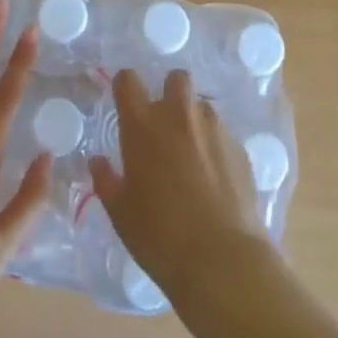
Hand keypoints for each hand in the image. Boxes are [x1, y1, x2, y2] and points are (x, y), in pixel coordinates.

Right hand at [90, 68, 271, 303]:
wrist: (222, 259)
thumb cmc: (159, 235)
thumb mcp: (121, 212)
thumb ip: (106, 180)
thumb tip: (98, 161)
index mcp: (143, 125)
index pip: (128, 80)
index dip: (125, 86)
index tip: (125, 101)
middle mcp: (179, 115)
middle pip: (176, 78)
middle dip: (169, 92)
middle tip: (164, 125)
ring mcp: (213, 128)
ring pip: (202, 106)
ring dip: (194, 120)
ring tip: (191, 155)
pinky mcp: (239, 148)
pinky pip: (223, 134)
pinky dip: (215, 146)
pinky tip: (214, 177)